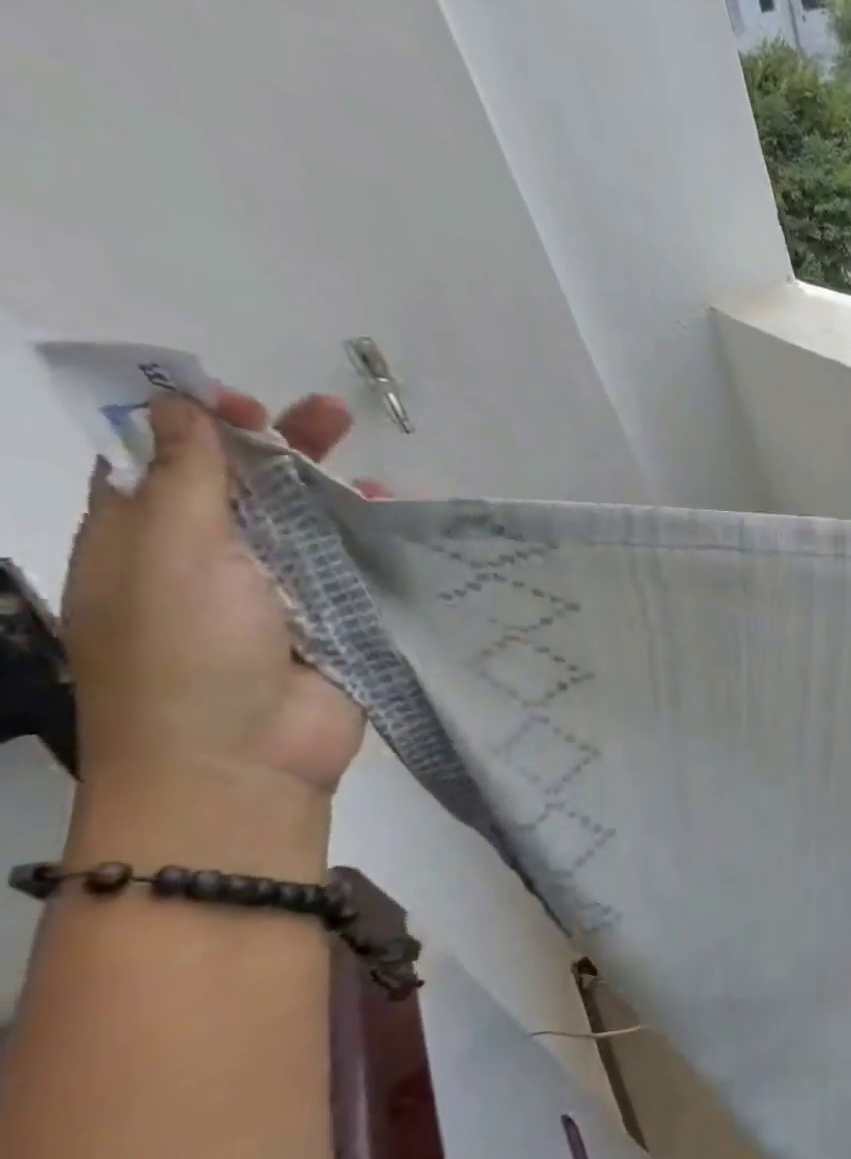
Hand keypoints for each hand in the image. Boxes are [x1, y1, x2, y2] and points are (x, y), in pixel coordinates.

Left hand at [61, 391, 364, 803]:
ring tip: (380, 472)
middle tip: (331, 415)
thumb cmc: (184, 650)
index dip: (195, 420)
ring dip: (336, 494)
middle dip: (282, 445)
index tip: (241, 400)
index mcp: (141, 537)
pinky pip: (354, 570)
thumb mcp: (169, 549)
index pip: (161, 459)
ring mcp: (275, 594)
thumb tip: (178, 404)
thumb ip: (185, 475)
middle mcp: (206, 560)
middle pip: (246, 486)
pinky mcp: (333, 623)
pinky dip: (374, 542)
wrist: (242, 758)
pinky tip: (401, 523)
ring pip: (307, 526)